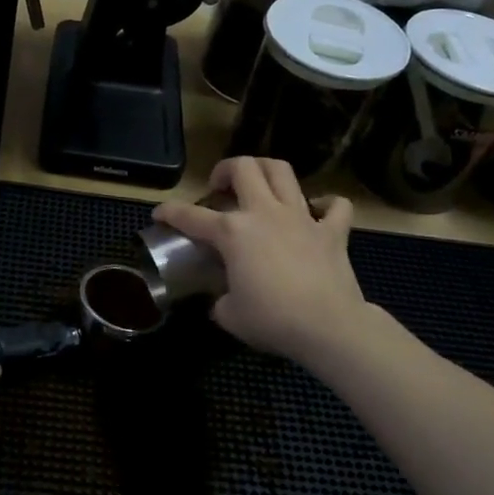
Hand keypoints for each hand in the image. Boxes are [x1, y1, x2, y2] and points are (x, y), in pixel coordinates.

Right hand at [152, 157, 368, 364]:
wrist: (328, 326)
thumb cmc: (272, 320)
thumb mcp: (229, 315)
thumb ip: (220, 299)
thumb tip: (222, 300)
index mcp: (232, 232)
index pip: (189, 215)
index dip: (169, 212)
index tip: (159, 214)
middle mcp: (264, 213)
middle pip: (243, 168)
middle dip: (225, 170)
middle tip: (220, 188)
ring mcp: (301, 217)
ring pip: (282, 171)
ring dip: (266, 171)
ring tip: (259, 185)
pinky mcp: (332, 231)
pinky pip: (335, 205)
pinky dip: (325, 205)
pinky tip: (316, 212)